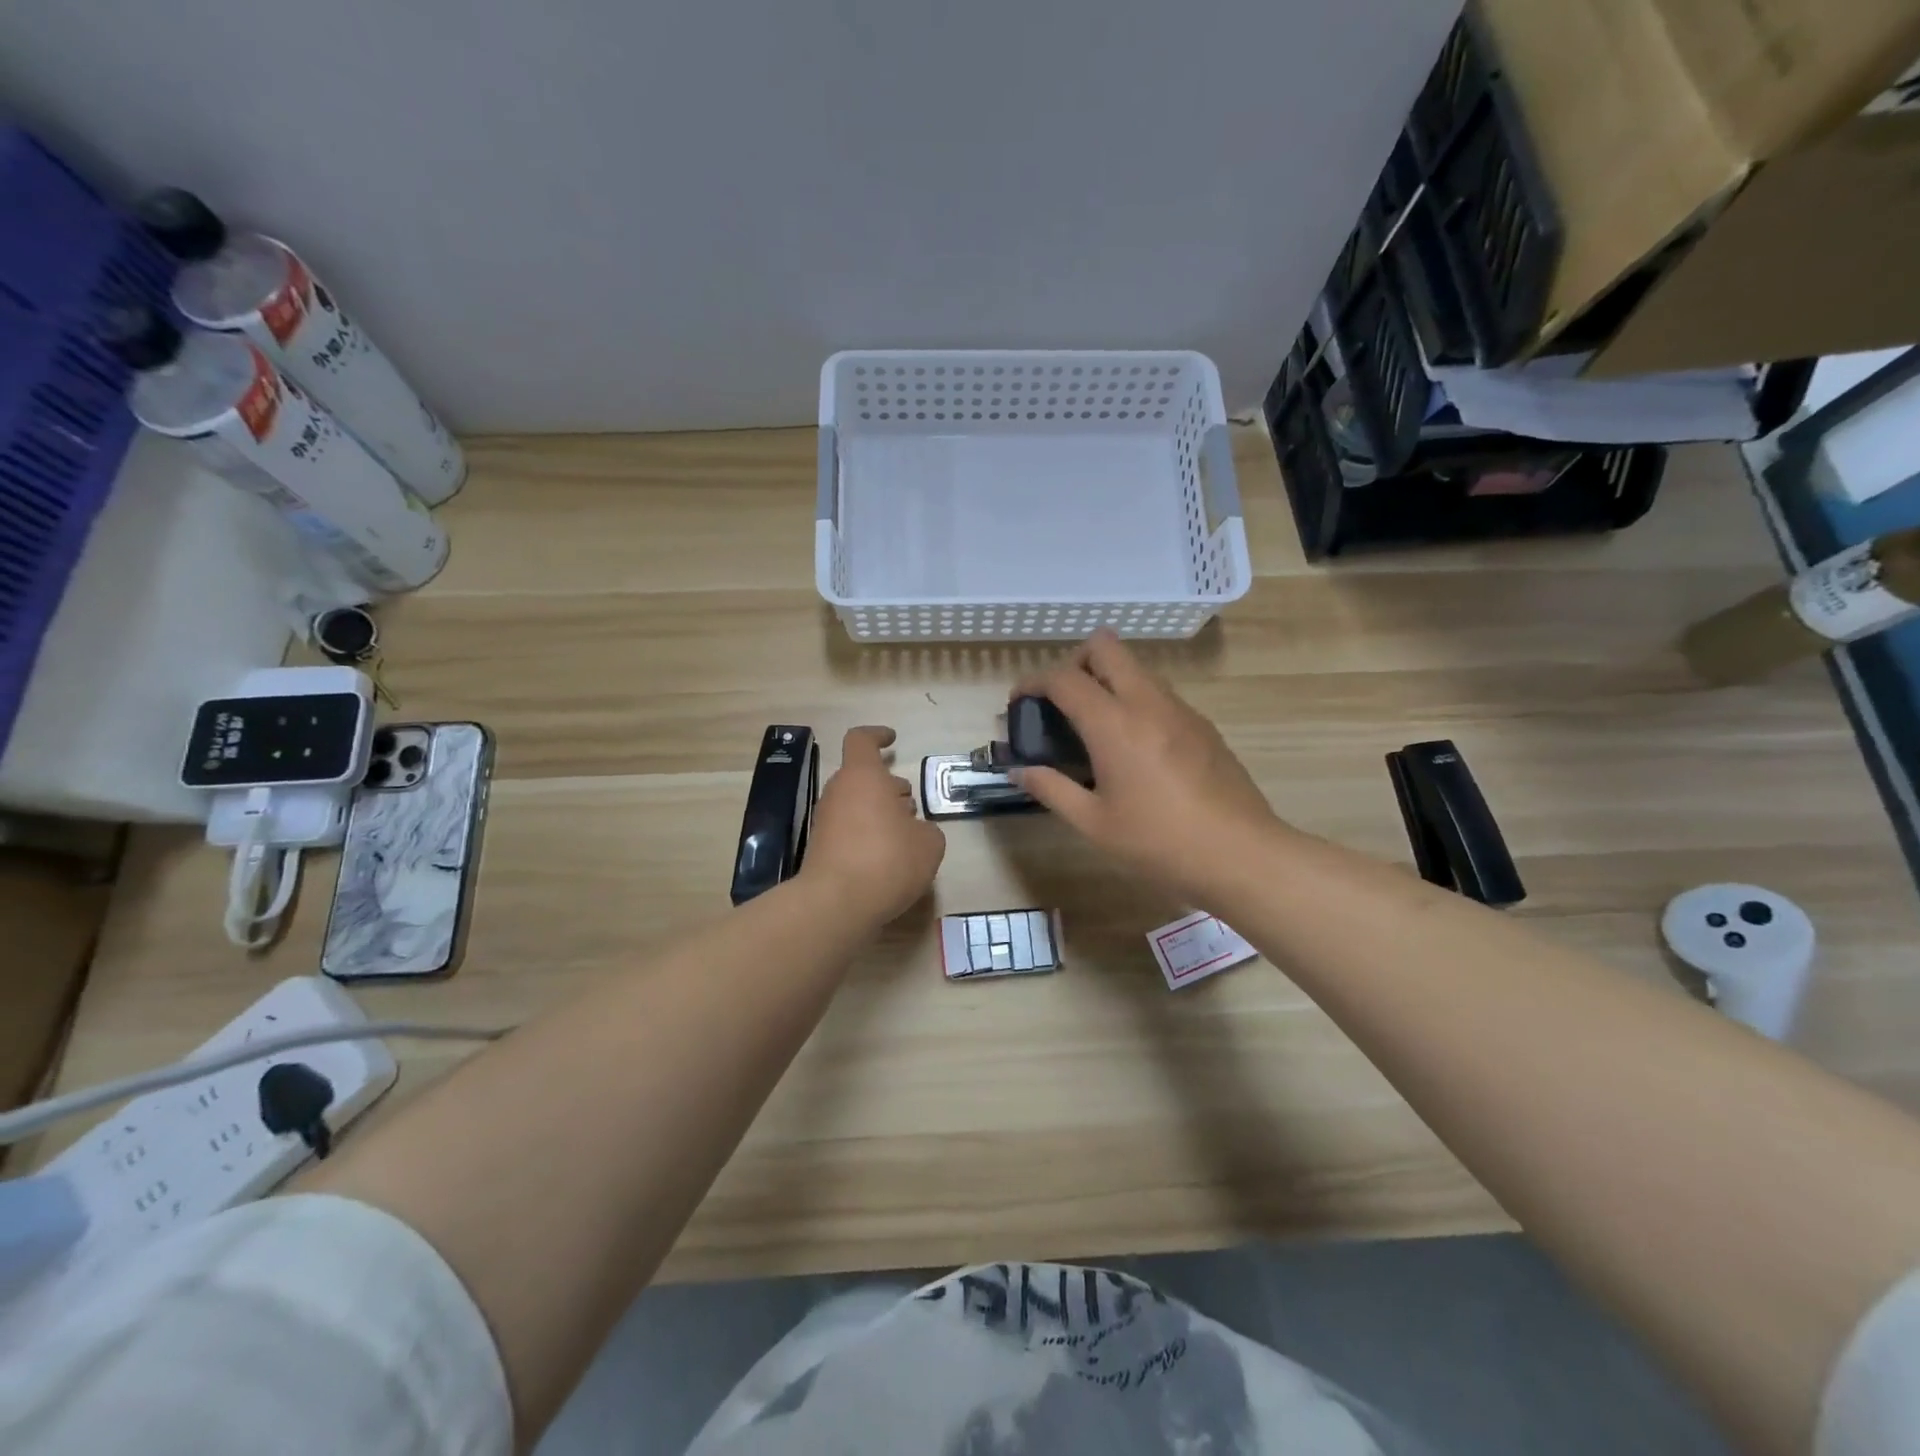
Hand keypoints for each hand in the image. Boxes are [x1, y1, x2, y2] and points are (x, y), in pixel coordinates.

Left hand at [802, 726, 946, 924]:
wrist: (836, 903)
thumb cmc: (888, 860)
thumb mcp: (929, 844)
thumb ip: (926, 830)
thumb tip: (915, 831)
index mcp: (863, 776)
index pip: (861, 740)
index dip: (877, 735)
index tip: (892, 740)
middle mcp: (839, 792)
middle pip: (862, 776)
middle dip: (888, 786)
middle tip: (910, 804)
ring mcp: (825, 820)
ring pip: (855, 804)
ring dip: (879, 812)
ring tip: (905, 834)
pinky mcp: (820, 848)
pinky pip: (848, 830)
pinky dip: (867, 835)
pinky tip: (887, 859)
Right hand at [1014, 632, 1280, 904]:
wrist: (1242, 854)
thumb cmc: (1160, 843)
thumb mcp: (1094, 823)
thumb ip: (1051, 789)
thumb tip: (1018, 771)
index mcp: (1115, 724)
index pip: (1064, 678)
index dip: (1034, 682)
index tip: (1019, 702)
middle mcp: (1147, 702)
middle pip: (1105, 646)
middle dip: (1074, 662)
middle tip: (1062, 703)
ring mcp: (1180, 709)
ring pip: (1135, 668)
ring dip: (1107, 681)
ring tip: (1094, 728)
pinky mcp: (1202, 724)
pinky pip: (1158, 693)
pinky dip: (1134, 701)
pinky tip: (1133, 748)